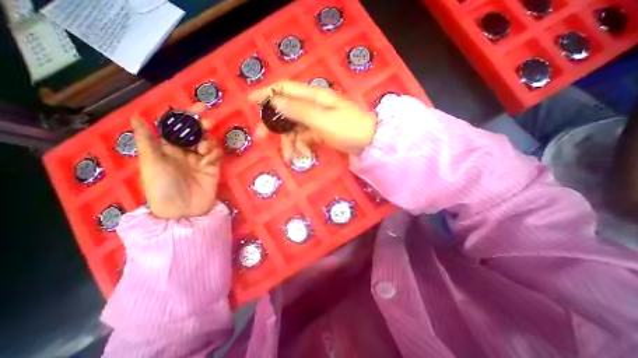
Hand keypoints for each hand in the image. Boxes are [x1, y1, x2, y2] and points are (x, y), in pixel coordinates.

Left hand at [131, 104, 221, 219]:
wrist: (183, 209)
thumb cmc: (162, 185)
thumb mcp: (151, 162)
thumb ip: (148, 140)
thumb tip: (136, 116)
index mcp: (169, 148)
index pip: (179, 128)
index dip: (188, 117)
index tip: (199, 107)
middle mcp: (186, 152)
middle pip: (197, 133)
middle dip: (203, 126)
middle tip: (208, 122)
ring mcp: (201, 159)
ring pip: (209, 142)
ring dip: (208, 141)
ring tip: (203, 150)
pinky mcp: (214, 167)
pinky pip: (217, 154)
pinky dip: (215, 153)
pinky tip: (209, 159)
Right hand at [250, 81, 377, 160]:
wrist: (369, 142)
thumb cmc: (348, 128)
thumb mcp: (322, 120)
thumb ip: (299, 111)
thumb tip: (275, 101)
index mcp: (314, 97)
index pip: (285, 89)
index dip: (267, 93)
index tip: (250, 101)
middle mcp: (313, 105)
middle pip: (286, 111)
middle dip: (274, 125)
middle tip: (261, 138)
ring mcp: (317, 119)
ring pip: (295, 128)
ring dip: (290, 142)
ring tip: (291, 157)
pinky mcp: (320, 131)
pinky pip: (305, 137)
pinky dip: (302, 146)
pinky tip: (305, 155)